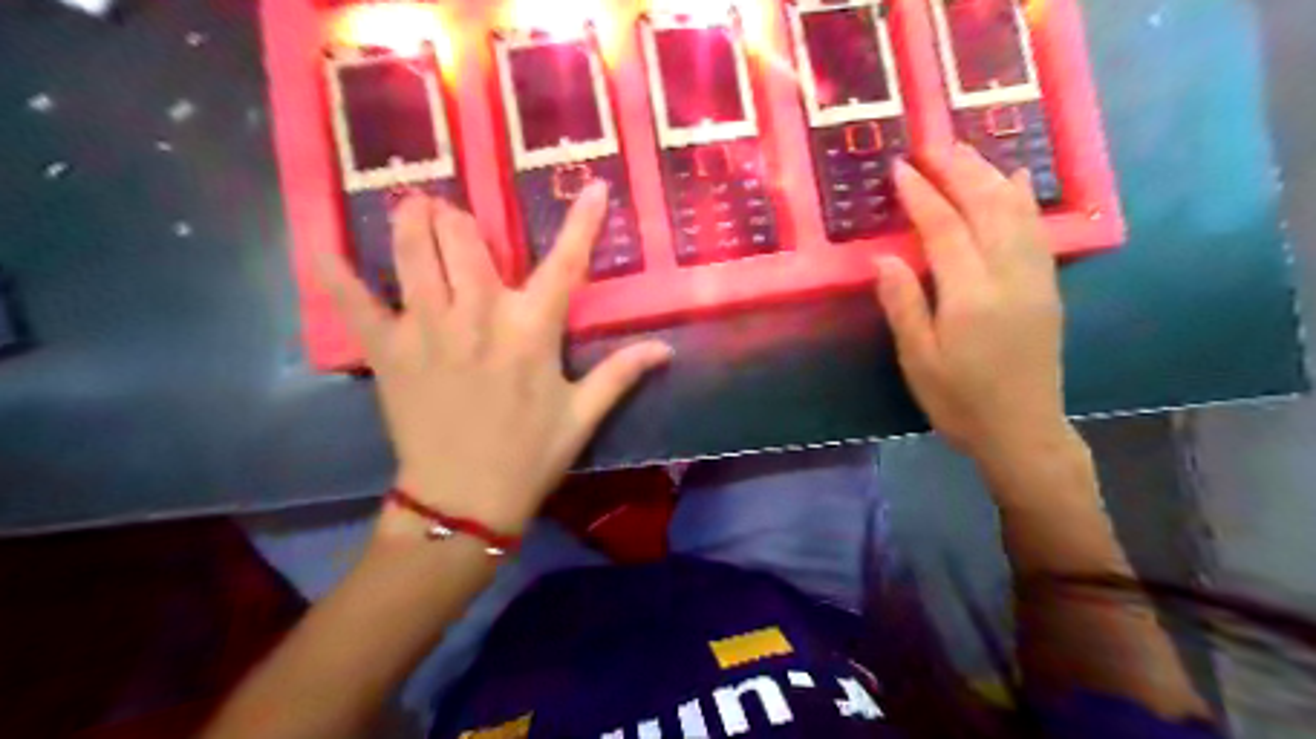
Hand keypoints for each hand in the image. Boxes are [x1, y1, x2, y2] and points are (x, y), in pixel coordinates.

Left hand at [314, 180, 672, 536]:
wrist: (464, 501)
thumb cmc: (530, 455)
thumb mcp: (583, 415)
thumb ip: (621, 373)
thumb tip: (665, 348)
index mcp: (532, 331)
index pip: (566, 263)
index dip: (584, 221)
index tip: (594, 186)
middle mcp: (478, 316)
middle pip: (465, 238)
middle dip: (461, 219)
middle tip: (457, 219)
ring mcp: (426, 329)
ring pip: (412, 251)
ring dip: (411, 219)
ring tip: (412, 207)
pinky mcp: (387, 351)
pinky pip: (352, 302)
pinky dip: (334, 273)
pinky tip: (322, 248)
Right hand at [870, 144, 1068, 460]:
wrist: (1023, 430)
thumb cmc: (960, 401)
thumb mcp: (919, 361)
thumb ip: (904, 306)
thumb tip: (885, 258)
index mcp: (971, 295)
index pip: (944, 228)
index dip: (921, 194)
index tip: (900, 168)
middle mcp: (1008, 276)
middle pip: (986, 207)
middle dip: (958, 171)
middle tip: (932, 144)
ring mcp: (1034, 278)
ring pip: (1016, 211)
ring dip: (989, 175)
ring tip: (965, 152)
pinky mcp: (1046, 286)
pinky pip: (1037, 229)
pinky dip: (1023, 198)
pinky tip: (1015, 179)